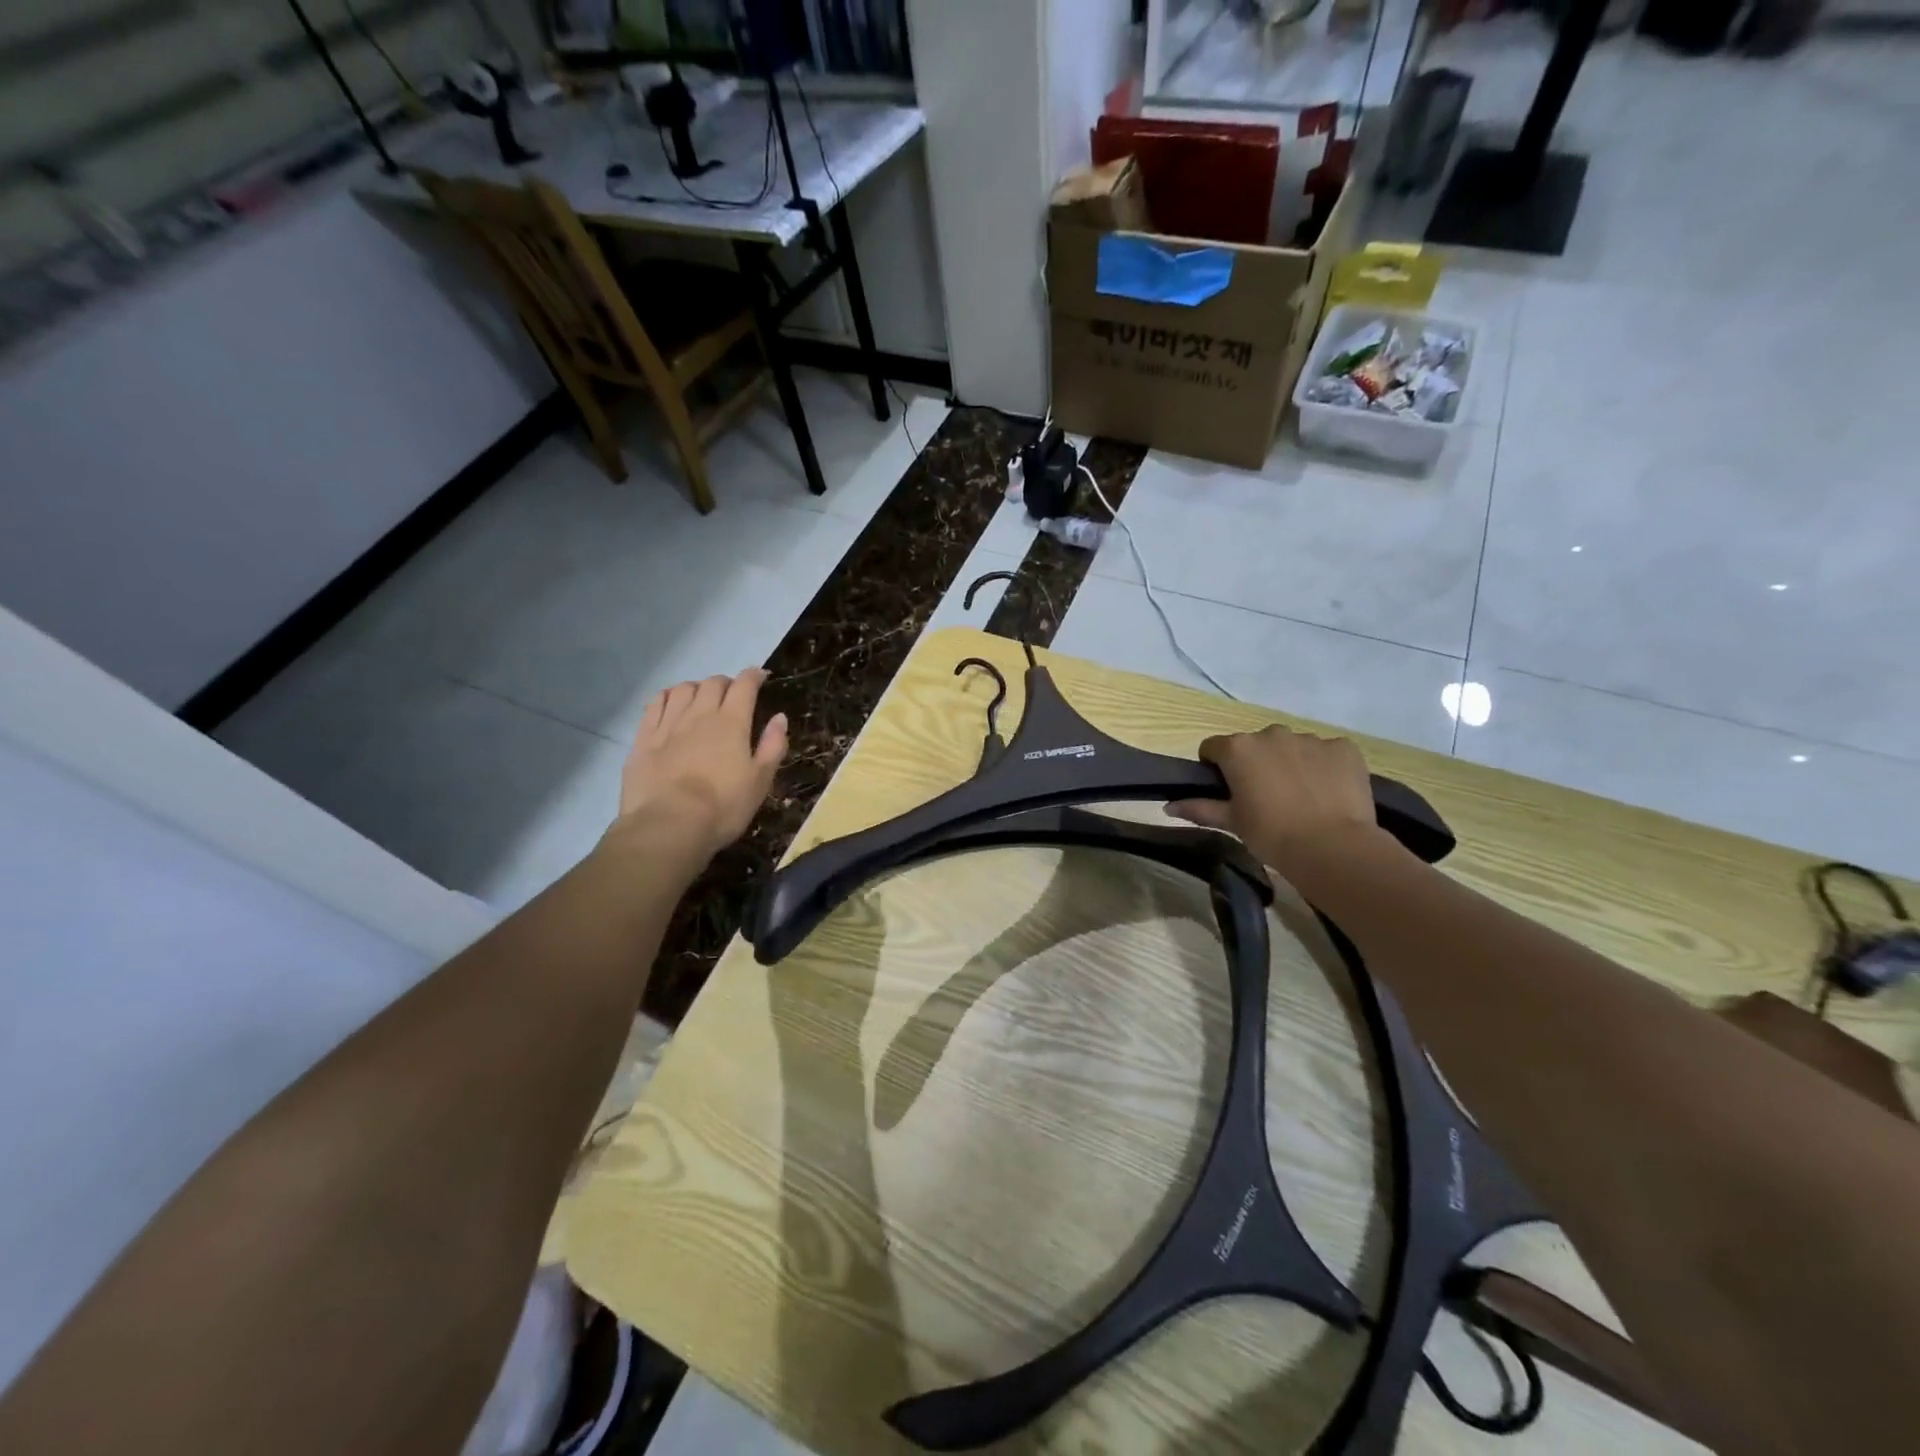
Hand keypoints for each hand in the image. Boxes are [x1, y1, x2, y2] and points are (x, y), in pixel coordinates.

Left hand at [613, 669, 787, 864]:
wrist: (668, 826)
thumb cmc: (723, 807)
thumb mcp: (760, 781)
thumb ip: (772, 745)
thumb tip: (780, 717)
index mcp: (732, 722)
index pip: (744, 686)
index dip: (754, 676)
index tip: (760, 676)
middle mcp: (700, 714)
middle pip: (713, 683)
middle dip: (726, 682)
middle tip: (732, 694)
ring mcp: (668, 724)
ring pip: (682, 689)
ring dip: (696, 687)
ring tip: (701, 697)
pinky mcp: (643, 739)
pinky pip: (654, 705)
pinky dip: (666, 697)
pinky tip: (669, 703)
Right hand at [1167, 724, 1384, 881]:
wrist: (1332, 847)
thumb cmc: (1271, 834)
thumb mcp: (1232, 822)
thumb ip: (1200, 808)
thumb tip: (1168, 806)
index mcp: (1238, 749)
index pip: (1213, 747)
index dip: (1216, 768)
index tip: (1227, 791)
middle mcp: (1271, 734)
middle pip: (1255, 744)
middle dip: (1256, 764)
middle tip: (1266, 798)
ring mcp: (1310, 738)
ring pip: (1292, 747)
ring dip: (1290, 763)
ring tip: (1302, 798)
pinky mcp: (1343, 747)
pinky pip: (1327, 752)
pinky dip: (1324, 767)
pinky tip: (1328, 793)